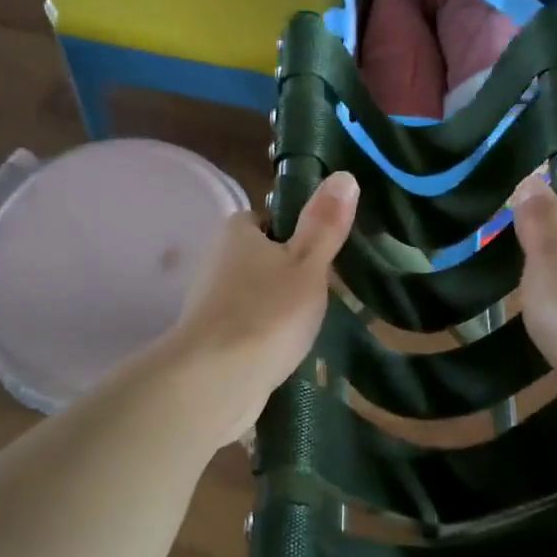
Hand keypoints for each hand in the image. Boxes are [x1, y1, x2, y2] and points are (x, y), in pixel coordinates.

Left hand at [156, 170, 358, 447]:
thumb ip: (325, 224)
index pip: (269, 218)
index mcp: (237, 232)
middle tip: (325, 292)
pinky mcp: (213, 340)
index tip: (324, 254)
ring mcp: (212, 303)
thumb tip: (344, 175)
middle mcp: (217, 261)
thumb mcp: (308, 263)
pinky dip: (267, 336)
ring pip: (257, 295)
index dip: (297, 232)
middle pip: (264, 258)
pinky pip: (249, 327)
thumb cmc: (267, 312)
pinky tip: (289, 352)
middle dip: (291, 274)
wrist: (215, 381)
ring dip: (280, 308)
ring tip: (312, 325)